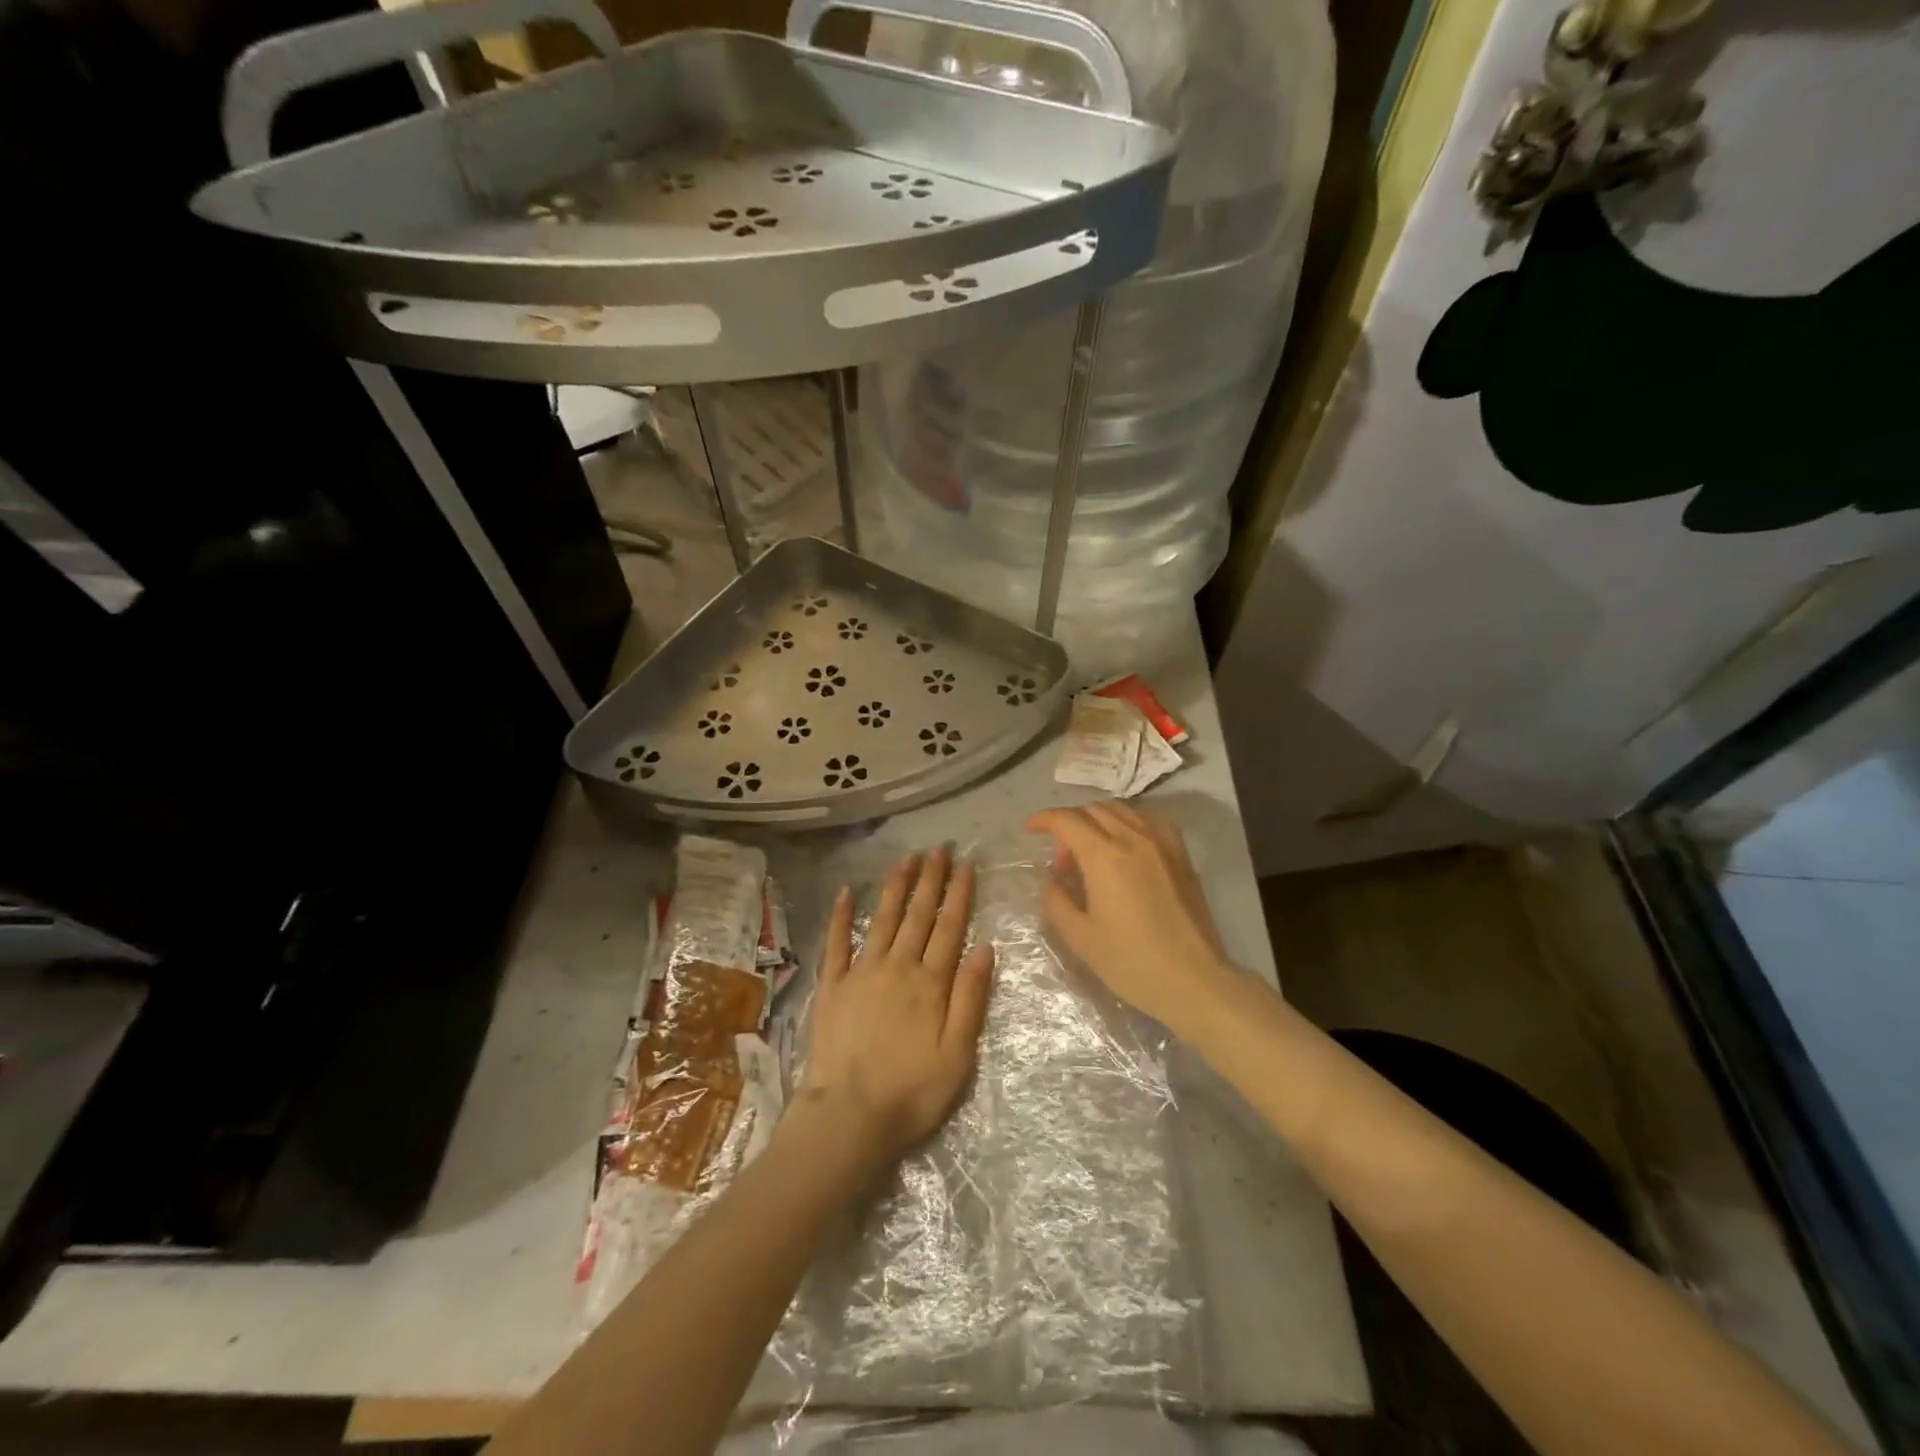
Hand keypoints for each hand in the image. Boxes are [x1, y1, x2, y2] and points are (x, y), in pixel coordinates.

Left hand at [802, 848, 994, 1163]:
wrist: (849, 1116)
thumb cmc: (912, 1091)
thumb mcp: (958, 1054)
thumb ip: (971, 998)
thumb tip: (985, 947)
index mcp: (930, 983)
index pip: (950, 928)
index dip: (959, 895)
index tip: (965, 865)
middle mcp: (897, 967)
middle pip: (918, 915)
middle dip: (930, 880)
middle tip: (938, 848)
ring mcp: (861, 972)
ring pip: (883, 919)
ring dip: (896, 887)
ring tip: (906, 858)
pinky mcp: (832, 986)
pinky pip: (836, 943)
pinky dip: (841, 916)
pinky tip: (847, 892)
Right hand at [1027, 802, 1237, 1035]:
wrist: (1193, 980)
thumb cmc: (1132, 962)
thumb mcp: (1081, 937)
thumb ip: (1057, 901)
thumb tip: (1051, 879)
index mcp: (1104, 857)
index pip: (1067, 820)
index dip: (1044, 819)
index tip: (1030, 829)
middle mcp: (1133, 838)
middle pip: (1093, 809)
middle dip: (1069, 822)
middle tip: (1061, 855)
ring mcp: (1162, 842)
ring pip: (1122, 810)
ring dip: (1097, 818)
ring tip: (1090, 847)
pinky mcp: (1181, 853)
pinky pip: (1148, 820)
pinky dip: (1128, 822)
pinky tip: (1124, 845)